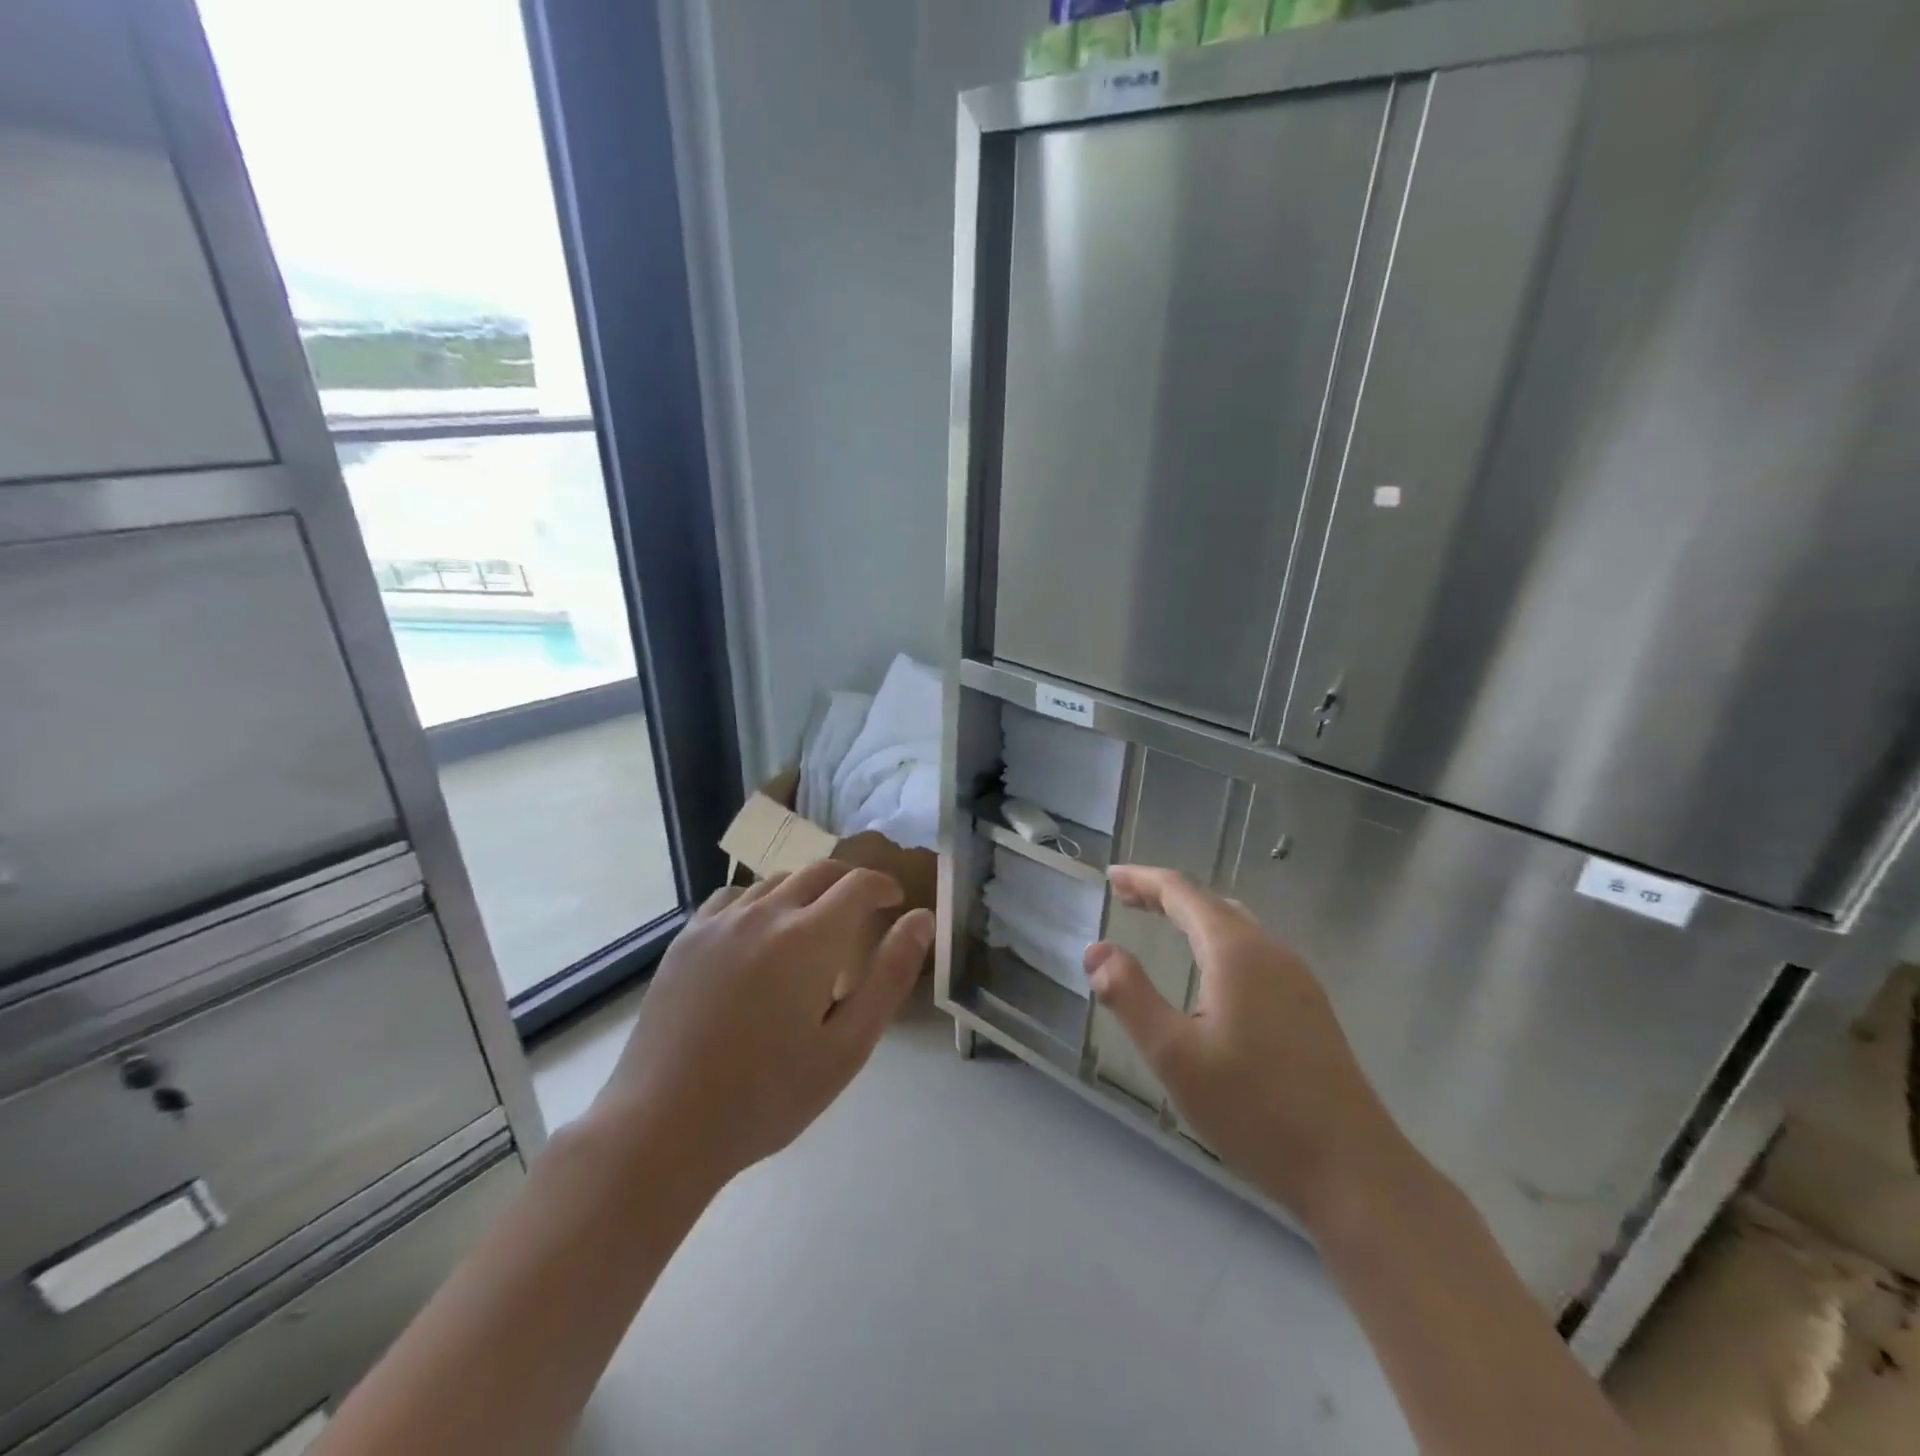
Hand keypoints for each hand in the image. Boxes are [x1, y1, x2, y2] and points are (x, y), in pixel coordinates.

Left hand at [590, 862, 934, 1194]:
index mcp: (808, 937)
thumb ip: (889, 976)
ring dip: (807, 890)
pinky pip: (733, 897)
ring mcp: (719, 922)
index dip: (884, 886)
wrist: (663, 1126)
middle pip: (819, 871)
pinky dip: (761, 900)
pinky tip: (759, 932)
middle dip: (851, 882)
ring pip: (776, 880)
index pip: (859, 884)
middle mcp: (765, 913)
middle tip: (865, 911)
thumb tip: (921, 919)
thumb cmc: (767, 1095)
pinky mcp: (686, 938)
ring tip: (815, 924)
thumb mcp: (847, 1047)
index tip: (896, 904)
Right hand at [1083, 866, 1407, 1224]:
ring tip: (1160, 924)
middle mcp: (1270, 951)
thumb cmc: (1255, 1109)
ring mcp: (1296, 979)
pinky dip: (1216, 942)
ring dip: (1193, 918)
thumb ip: (1130, 996)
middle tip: (1126, 898)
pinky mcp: (1308, 1007)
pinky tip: (1208, 973)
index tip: (1111, 877)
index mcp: (1236, 951)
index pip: (1182, 892)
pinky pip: (1253, 952)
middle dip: (1165, 896)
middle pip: (1210, 903)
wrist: (1353, 1170)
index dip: (1143, 880)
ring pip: (1236, 927)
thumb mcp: (1175, 1055)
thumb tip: (1096, 951)